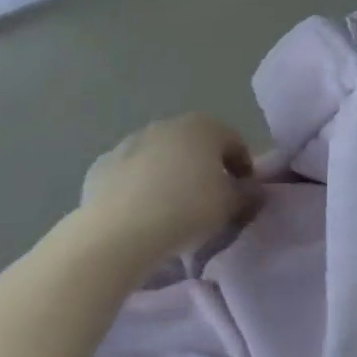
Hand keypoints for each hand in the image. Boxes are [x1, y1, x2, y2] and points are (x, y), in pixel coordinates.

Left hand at [79, 114, 260, 258]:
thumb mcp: (230, 206)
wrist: (119, 232)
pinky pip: (131, 175)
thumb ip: (247, 194)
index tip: (243, 196)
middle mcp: (167, 124)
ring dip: (171, 176)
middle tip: (209, 203)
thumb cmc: (187, 210)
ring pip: (161, 158)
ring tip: (172, 211)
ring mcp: (131, 142)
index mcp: (204, 126)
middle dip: (205, 169)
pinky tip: (141, 214)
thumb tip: (253, 190)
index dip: (244, 169)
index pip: (235, 143)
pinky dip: (139, 188)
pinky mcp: (103, 165)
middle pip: (196, 146)